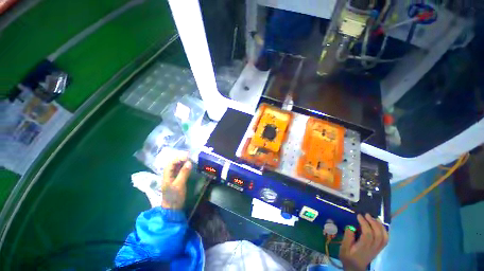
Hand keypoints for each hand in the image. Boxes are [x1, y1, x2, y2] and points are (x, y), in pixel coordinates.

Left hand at [161, 154, 191, 209]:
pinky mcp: (177, 179)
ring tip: (192, 159)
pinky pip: (181, 170)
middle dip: (182, 158)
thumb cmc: (174, 196)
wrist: (172, 208)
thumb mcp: (179, 185)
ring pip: (177, 166)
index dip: (179, 157)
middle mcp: (169, 173)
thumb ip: (184, 173)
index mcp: (167, 174)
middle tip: (191, 156)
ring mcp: (173, 176)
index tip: (189, 155)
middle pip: (174, 162)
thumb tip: (189, 162)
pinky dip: (185, 166)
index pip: (171, 162)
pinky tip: (190, 166)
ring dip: (184, 162)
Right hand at [339, 214, 388, 270]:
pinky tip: (380, 226)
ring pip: (384, 237)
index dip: (364, 223)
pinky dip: (384, 231)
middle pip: (378, 234)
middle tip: (366, 214)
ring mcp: (377, 248)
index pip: (368, 234)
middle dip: (373, 223)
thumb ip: (347, 237)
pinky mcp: (379, 249)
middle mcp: (373, 247)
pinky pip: (385, 240)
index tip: (359, 215)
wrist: (355, 268)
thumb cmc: (347, 257)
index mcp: (363, 247)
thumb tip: (350, 226)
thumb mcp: (343, 248)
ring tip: (375, 218)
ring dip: (380, 226)